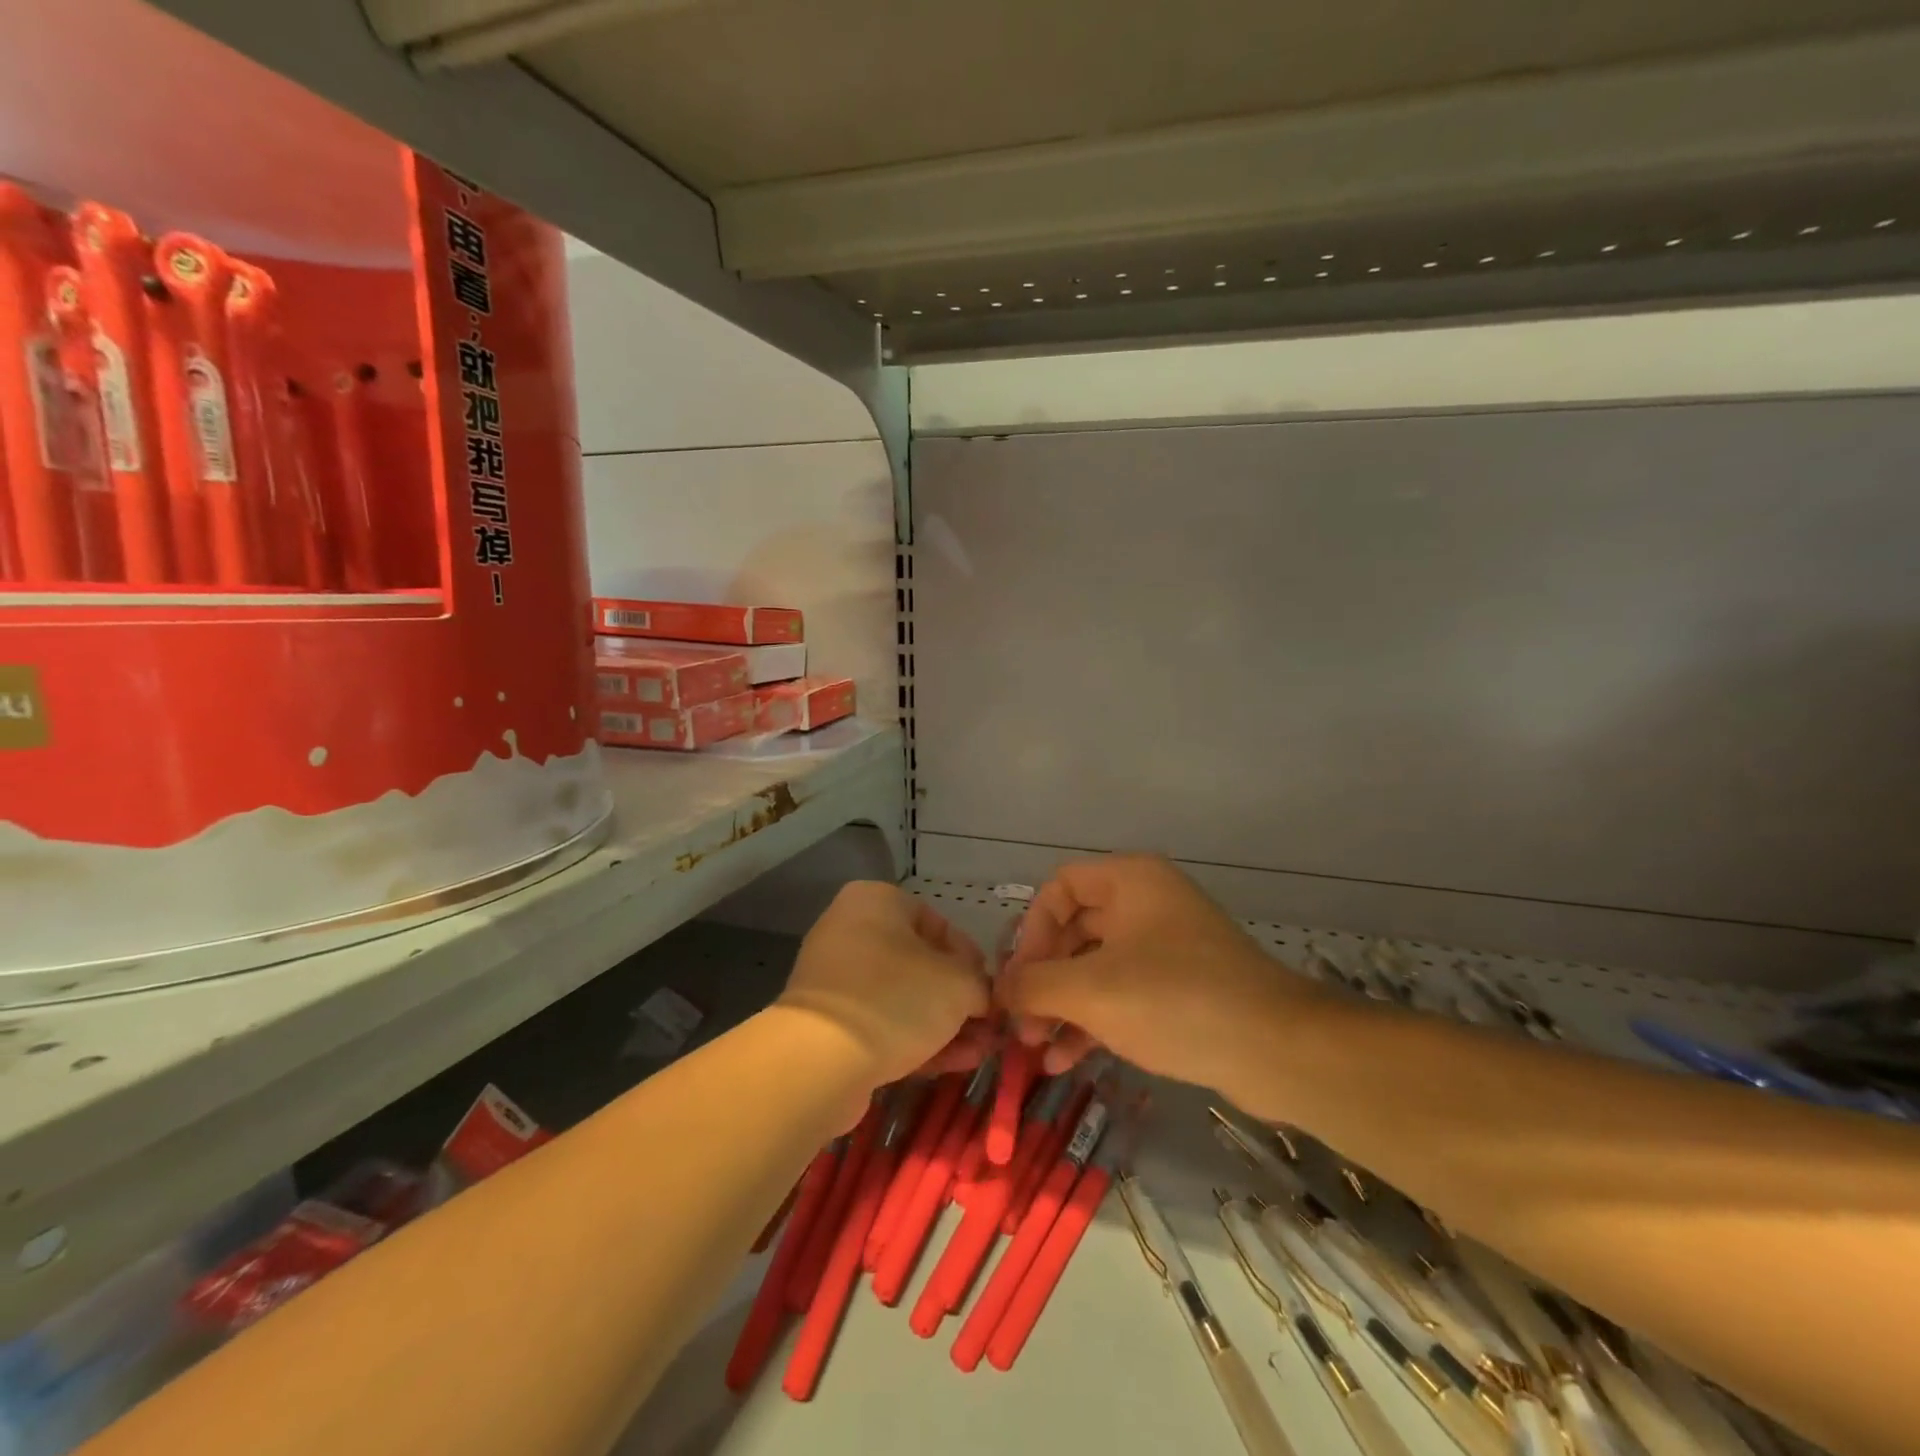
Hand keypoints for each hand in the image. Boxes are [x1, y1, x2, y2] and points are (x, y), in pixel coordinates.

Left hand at [779, 882, 993, 1086]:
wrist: (820, 1061)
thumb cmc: (897, 997)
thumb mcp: (959, 984)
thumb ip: (979, 983)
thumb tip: (981, 996)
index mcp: (876, 900)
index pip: (938, 924)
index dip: (971, 960)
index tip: (990, 992)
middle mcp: (851, 930)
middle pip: (920, 964)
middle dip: (958, 1000)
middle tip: (987, 1028)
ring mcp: (836, 978)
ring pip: (903, 999)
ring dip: (943, 1026)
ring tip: (978, 1054)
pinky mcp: (828, 1023)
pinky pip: (881, 1024)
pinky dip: (915, 1040)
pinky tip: (952, 1065)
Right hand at [995, 857, 1330, 1106]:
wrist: (1277, 1051)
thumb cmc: (1176, 1000)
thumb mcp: (1092, 991)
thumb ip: (1034, 984)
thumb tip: (997, 990)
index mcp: (1130, 880)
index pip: (1059, 888)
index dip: (1030, 930)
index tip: (1019, 978)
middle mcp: (1147, 903)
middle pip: (1074, 930)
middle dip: (1042, 978)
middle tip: (1020, 1023)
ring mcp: (1166, 946)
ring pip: (1096, 967)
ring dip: (1062, 1006)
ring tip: (1036, 1050)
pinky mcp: (1180, 988)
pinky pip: (1122, 993)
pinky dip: (1093, 1021)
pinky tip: (1067, 1062)